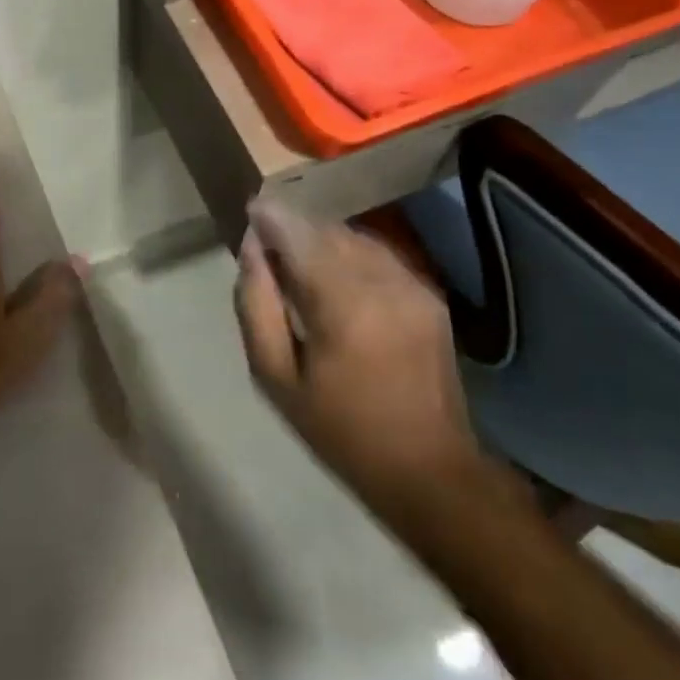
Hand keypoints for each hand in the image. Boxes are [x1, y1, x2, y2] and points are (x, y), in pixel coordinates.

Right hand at [234, 198, 484, 510]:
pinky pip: (379, 255)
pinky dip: (350, 254)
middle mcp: (382, 281)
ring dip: (322, 239)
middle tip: (269, 245)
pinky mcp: (429, 293)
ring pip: (354, 237)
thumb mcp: (275, 377)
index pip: (299, 235)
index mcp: (342, 304)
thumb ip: (256, 305)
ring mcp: (412, 284)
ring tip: (299, 261)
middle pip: (327, 230)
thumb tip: (251, 248)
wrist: (428, 468)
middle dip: (295, 228)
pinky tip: (337, 278)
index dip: (271, 216)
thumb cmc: (339, 429)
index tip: (251, 211)